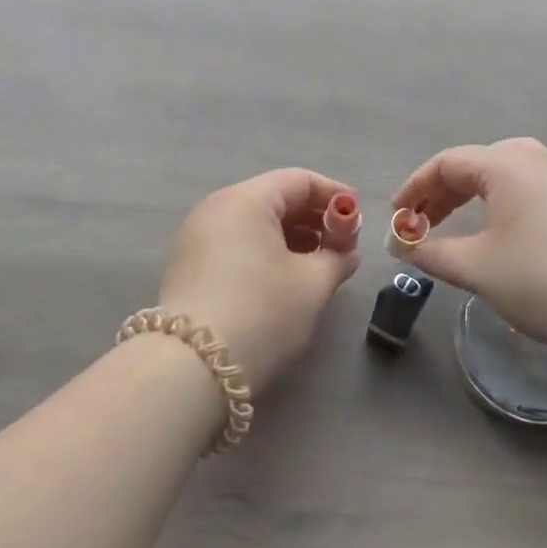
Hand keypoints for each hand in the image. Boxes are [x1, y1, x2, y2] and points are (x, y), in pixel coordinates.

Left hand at [157, 168, 362, 393]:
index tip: (358, 217)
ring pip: (254, 223)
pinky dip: (265, 251)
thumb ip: (336, 259)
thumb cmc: (261, 312)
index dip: (334, 194)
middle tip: (342, 246)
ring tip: (319, 265)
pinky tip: (285, 279)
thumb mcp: (311, 285)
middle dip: (313, 217)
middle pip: (274, 198)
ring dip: (291, 237)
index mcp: (245, 200)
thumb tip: (345, 253)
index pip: (298, 180)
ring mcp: (196, 237)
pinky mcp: (188, 266)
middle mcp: (216, 208)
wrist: (191, 368)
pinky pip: (236, 243)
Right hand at [391, 137, 546, 358]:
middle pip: (477, 164)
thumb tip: (401, 247)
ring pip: (510, 169)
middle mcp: (538, 158)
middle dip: (443, 192)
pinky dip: (521, 189)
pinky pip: (545, 179)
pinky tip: (523, 201)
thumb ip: (430, 252)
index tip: (398, 217)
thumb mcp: (475, 267)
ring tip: (460, 217)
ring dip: (478, 191)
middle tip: (421, 223)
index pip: (447, 164)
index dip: (415, 188)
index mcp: (506, 165)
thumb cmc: (539, 280)